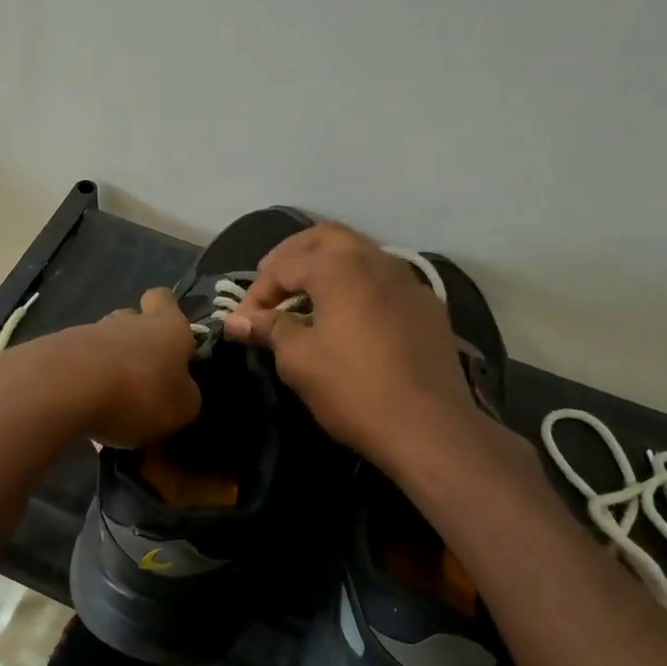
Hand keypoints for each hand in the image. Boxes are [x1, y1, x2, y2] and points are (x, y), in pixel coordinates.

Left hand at [0, 289, 200, 448]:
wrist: (63, 388)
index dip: (168, 313)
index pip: (164, 299)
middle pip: (132, 321)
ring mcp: (87, 332)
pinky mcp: (55, 349)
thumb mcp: (181, 409)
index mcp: (167, 327)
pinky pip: (77, 363)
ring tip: (109, 404)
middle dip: (136, 346)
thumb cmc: (138, 394)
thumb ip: (185, 396)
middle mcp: (128, 321)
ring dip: (108, 367)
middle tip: (141, 380)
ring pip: (103, 343)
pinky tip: (82, 410)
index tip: (171, 340)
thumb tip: (181, 391)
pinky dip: (82, 382)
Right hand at [223, 224, 504, 473]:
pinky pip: (384, 280)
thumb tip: (237, 320)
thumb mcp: (299, 360)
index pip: (285, 265)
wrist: (429, 427)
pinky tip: (349, 316)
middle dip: (293, 256)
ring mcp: (408, 281)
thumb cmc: (353, 390)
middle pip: (326, 238)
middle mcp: (376, 261)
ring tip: (306, 298)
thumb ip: (269, 329)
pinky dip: (357, 285)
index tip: (242, 322)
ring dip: (327, 266)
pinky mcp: (427, 307)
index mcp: (340, 268)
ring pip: (360, 253)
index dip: (257, 291)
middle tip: (272, 284)